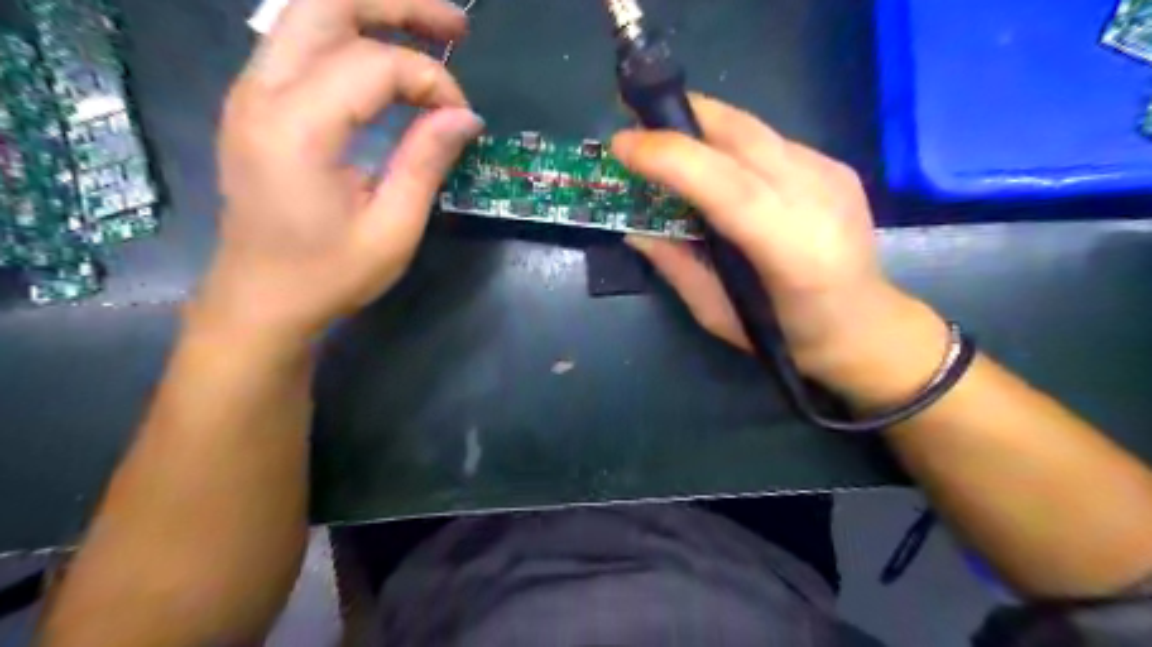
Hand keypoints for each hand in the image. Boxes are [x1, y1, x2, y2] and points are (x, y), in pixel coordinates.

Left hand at [195, 0, 482, 346]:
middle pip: (326, 4)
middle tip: (455, 28)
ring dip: (372, 13)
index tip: (461, 119)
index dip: (432, 81)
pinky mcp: (254, 103)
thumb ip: (426, 162)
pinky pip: (300, 42)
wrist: (259, 300)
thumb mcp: (393, 229)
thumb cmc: (329, 276)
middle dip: (398, 5)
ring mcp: (250, 92)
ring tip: (429, 31)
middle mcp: (261, 92)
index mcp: (297, 128)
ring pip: (308, 12)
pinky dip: (349, 37)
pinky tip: (385, 58)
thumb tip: (465, 116)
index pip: (375, 64)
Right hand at [612, 97, 943, 399]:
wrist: (866, 326)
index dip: (672, 157)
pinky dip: (730, 142)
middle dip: (681, 117)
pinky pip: (769, 140)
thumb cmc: (788, 336)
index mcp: (791, 251)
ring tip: (667, 138)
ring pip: (754, 128)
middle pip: (742, 135)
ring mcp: (831, 175)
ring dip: (702, 125)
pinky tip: (715, 163)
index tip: (622, 144)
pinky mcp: (835, 166)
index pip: (728, 185)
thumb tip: (635, 229)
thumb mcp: (718, 315)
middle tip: (635, 120)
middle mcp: (818, 199)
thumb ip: (677, 267)